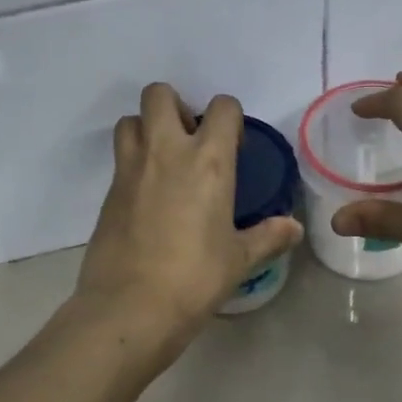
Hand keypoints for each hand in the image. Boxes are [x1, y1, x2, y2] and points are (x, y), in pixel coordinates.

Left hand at [74, 83, 302, 356]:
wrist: (131, 306)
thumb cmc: (195, 278)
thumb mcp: (239, 259)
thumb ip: (268, 237)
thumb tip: (294, 228)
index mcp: (208, 161)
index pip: (222, 107)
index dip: (230, 117)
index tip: (233, 145)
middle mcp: (166, 151)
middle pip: (159, 94)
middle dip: (176, 106)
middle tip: (190, 141)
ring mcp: (130, 169)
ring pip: (130, 120)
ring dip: (147, 129)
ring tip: (165, 163)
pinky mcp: (107, 193)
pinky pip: (120, 160)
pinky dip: (134, 164)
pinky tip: (148, 199)